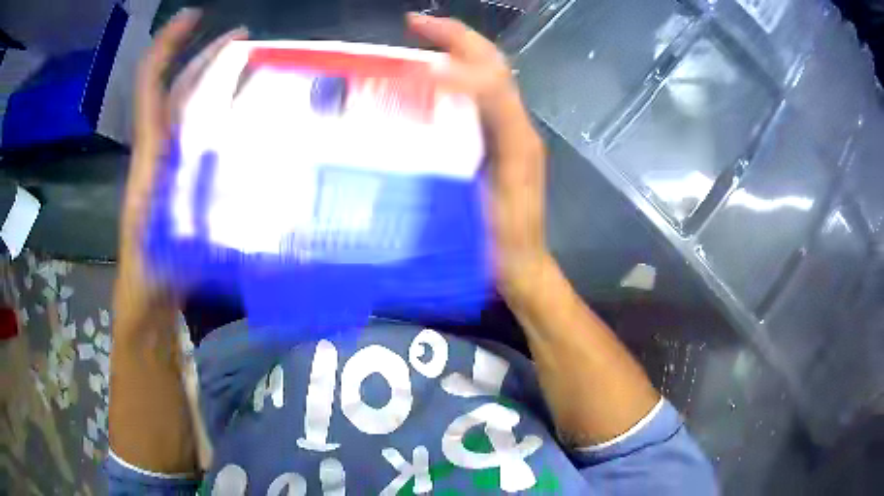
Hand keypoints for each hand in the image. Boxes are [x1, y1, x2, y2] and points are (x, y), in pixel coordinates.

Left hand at [116, 9, 245, 315]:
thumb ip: (194, 213)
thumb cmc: (152, 274)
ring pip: (188, 110)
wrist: (146, 300)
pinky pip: (198, 138)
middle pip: (176, 89)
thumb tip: (238, 184)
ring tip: (249, 67)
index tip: (194, 16)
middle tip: (244, 37)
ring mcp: (169, 165)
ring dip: (213, 82)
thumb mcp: (170, 243)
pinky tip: (244, 120)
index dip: (168, 46)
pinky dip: (217, 118)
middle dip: (204, 55)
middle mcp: (159, 150)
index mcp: (151, 154)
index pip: (151, 85)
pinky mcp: (179, 183)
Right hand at [407, 13, 548, 300]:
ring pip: (482, 79)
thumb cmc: (505, 239)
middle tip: (413, 24)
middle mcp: (514, 125)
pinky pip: (473, 101)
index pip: (489, 76)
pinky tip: (423, 85)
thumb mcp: (491, 196)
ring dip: (452, 54)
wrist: (520, 265)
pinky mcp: (494, 145)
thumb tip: (439, 97)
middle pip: (490, 66)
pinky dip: (449, 82)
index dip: (455, 52)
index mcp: (515, 133)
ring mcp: (506, 134)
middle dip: (455, 38)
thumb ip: (475, 147)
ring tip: (416, 43)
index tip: (414, 41)